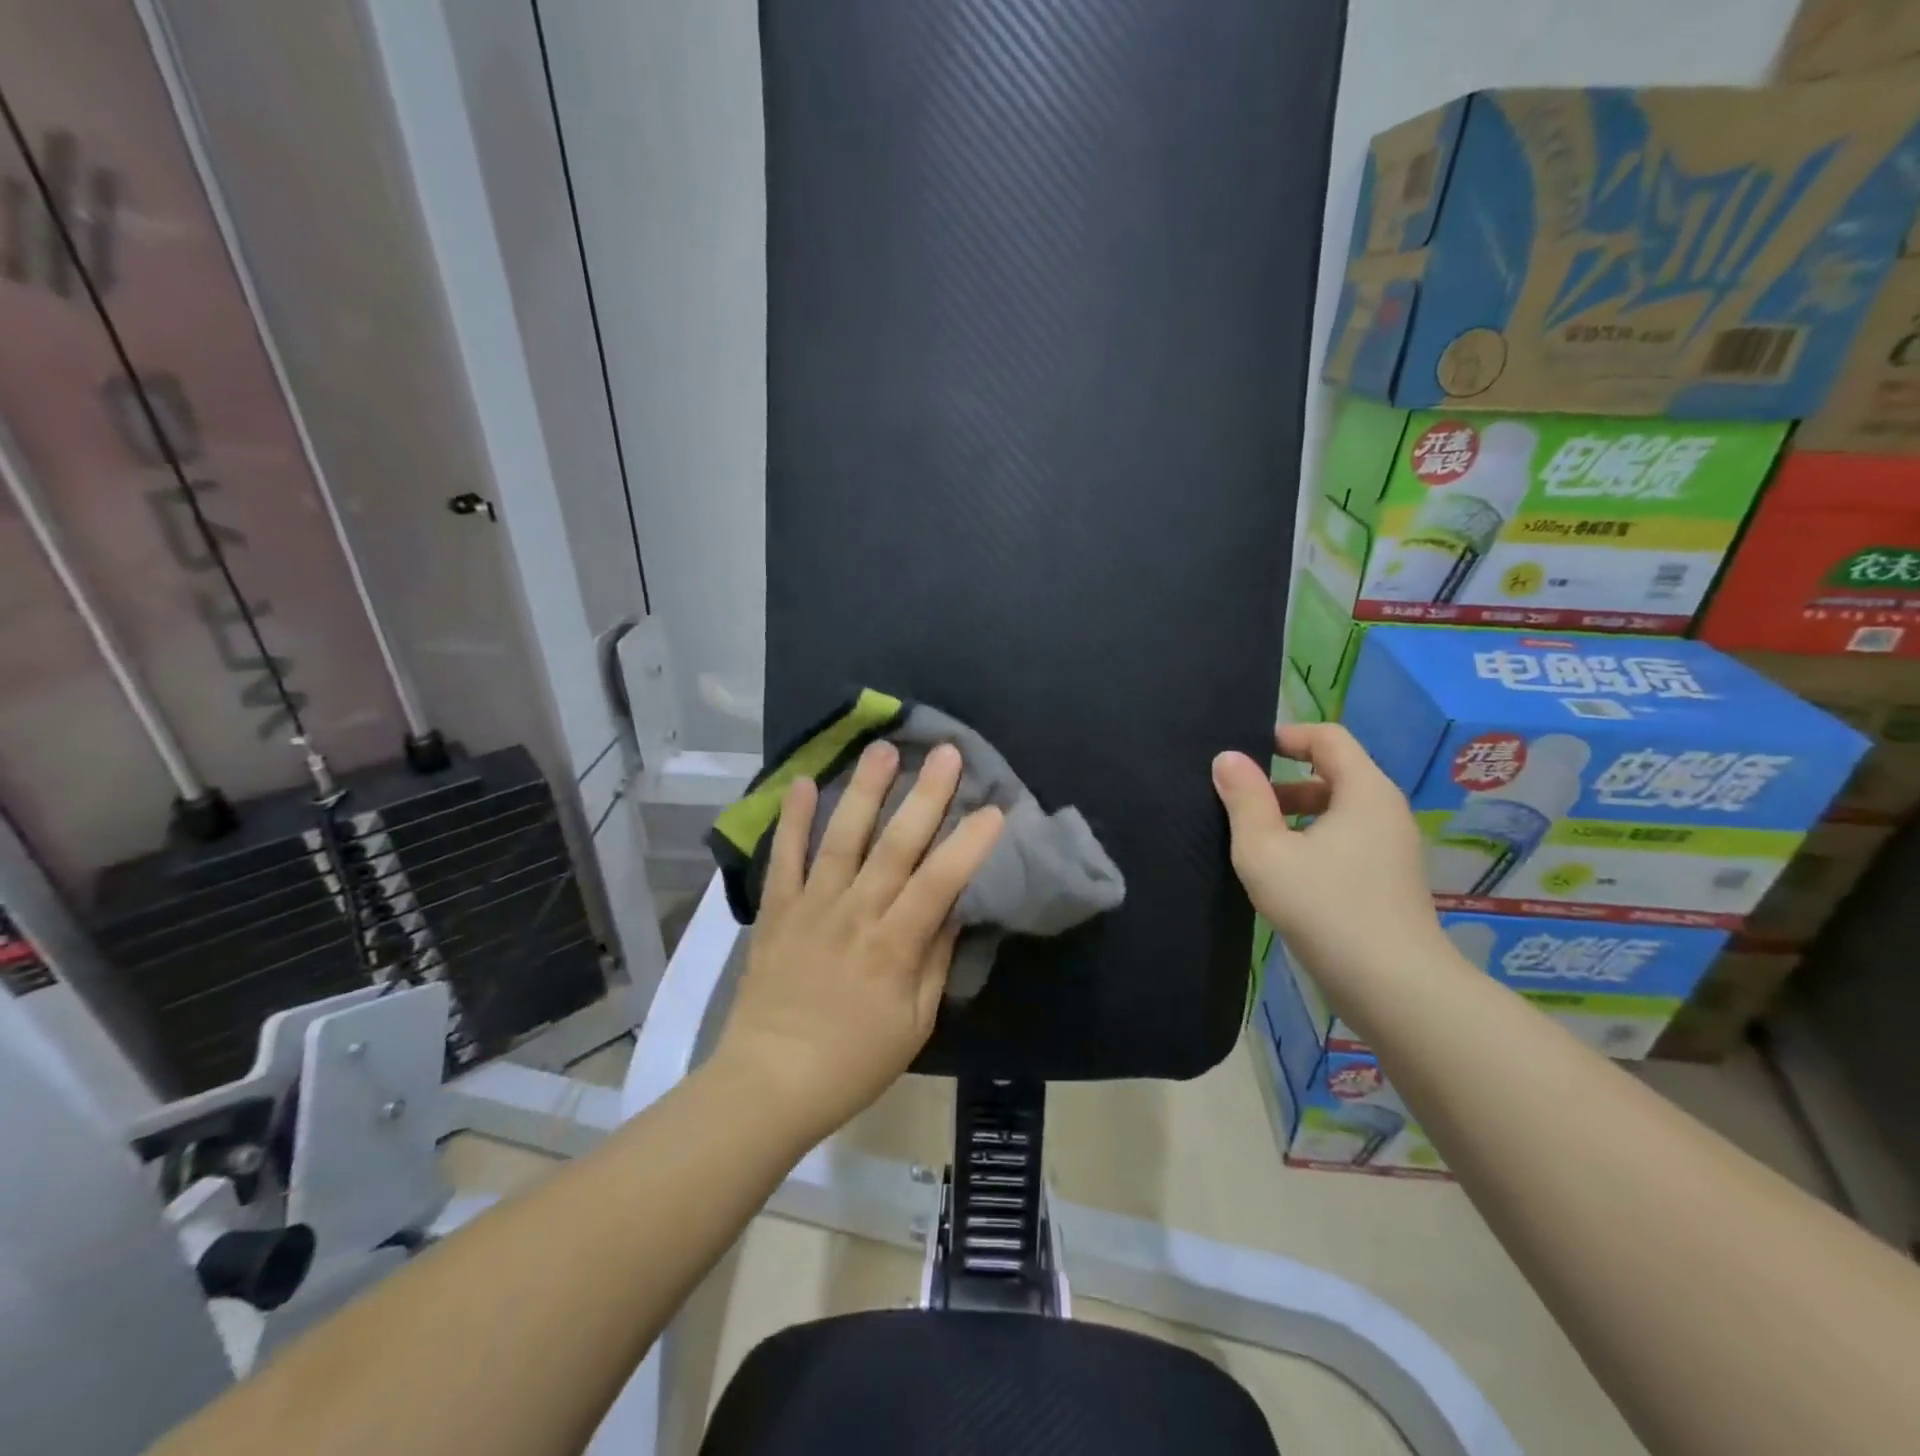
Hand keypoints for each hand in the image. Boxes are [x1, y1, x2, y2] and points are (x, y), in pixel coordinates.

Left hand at [713, 740, 1005, 1143]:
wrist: (769, 1081)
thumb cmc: (853, 1061)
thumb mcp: (914, 1023)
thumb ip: (935, 961)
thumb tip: (954, 909)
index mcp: (894, 946)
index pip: (940, 882)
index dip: (969, 844)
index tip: (994, 808)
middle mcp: (855, 914)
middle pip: (896, 845)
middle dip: (926, 796)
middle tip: (946, 752)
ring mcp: (812, 906)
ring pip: (843, 838)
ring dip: (865, 790)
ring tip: (883, 749)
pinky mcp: (777, 910)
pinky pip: (784, 858)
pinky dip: (793, 820)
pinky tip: (805, 782)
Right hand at [1212, 723, 1450, 1002]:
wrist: (1394, 987)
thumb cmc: (1324, 907)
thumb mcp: (1266, 850)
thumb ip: (1244, 799)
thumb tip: (1227, 758)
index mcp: (1364, 792)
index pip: (1329, 738)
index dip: (1287, 736)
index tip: (1248, 754)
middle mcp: (1385, 811)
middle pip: (1333, 774)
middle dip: (1283, 783)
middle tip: (1241, 804)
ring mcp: (1392, 849)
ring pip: (1338, 812)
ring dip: (1295, 816)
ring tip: (1255, 843)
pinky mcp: (1390, 881)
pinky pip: (1347, 841)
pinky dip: (1313, 842)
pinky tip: (1284, 875)